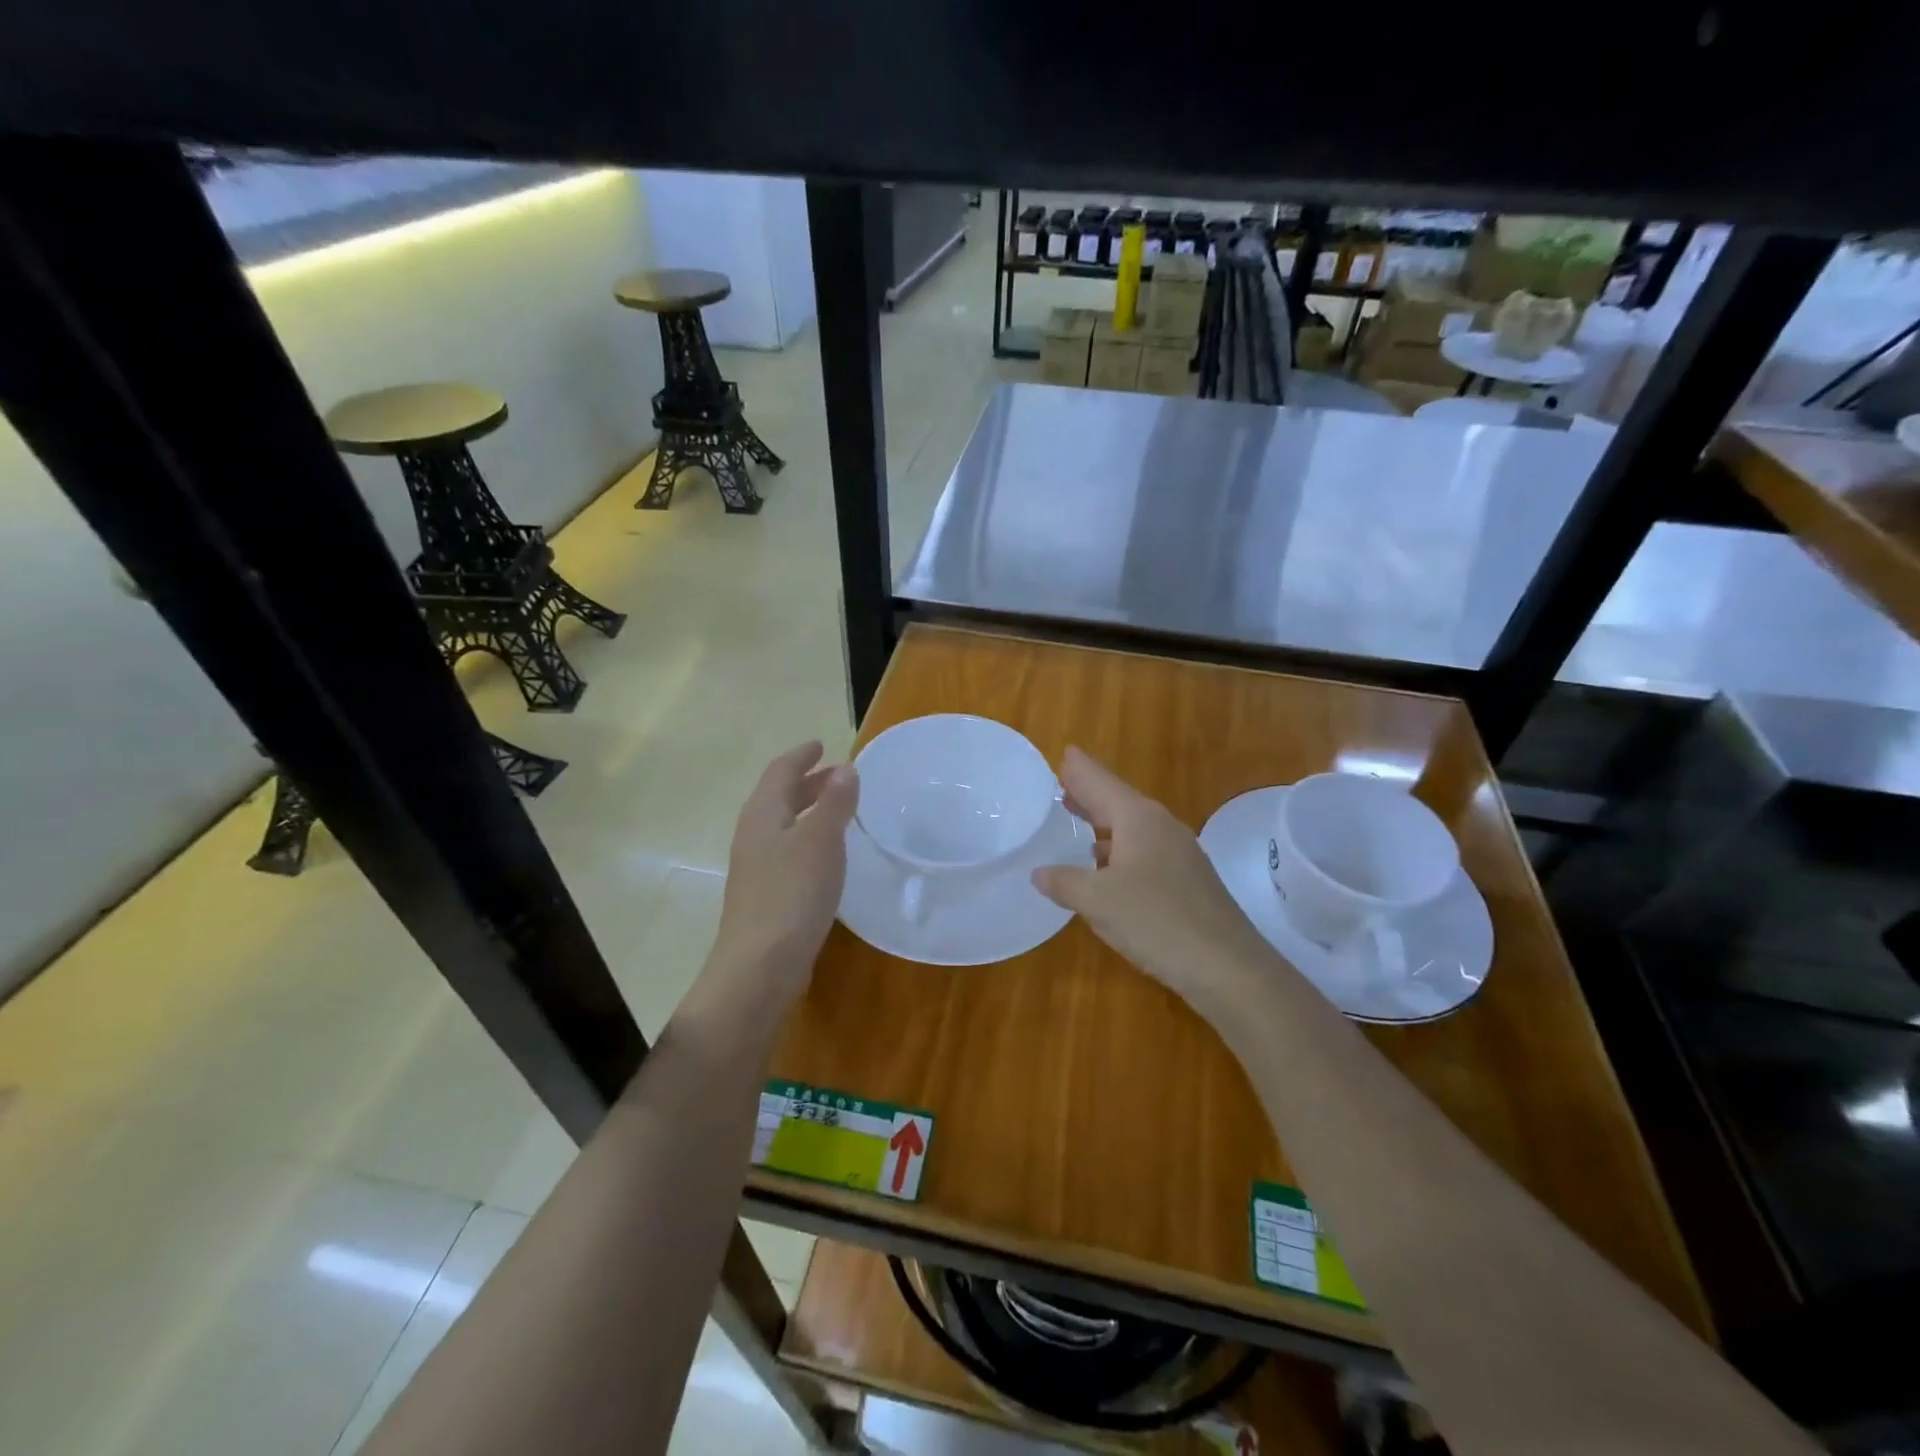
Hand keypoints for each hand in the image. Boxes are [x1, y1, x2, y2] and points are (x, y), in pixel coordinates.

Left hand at [705, 742, 858, 1009]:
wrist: (760, 965)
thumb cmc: (792, 894)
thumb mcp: (821, 841)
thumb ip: (835, 803)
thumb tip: (845, 768)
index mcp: (763, 814)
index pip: (780, 771)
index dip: (801, 756)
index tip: (821, 744)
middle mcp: (754, 835)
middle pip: (779, 797)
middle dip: (807, 782)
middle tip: (837, 775)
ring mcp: (756, 867)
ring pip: (784, 825)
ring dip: (809, 810)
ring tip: (838, 811)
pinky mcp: (766, 894)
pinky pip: (788, 851)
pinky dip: (809, 838)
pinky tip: (827, 855)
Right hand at [1033, 748, 1280, 1019]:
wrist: (1227, 966)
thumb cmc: (1156, 921)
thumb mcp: (1098, 901)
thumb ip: (1065, 882)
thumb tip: (1039, 872)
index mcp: (1138, 818)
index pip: (1100, 781)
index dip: (1079, 769)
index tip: (1062, 753)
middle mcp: (1160, 826)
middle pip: (1117, 800)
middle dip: (1088, 792)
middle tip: (1059, 783)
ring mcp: (1178, 852)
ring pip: (1131, 826)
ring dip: (1102, 822)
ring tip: (1075, 818)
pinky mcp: (1186, 879)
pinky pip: (1142, 850)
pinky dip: (1118, 848)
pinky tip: (1104, 865)